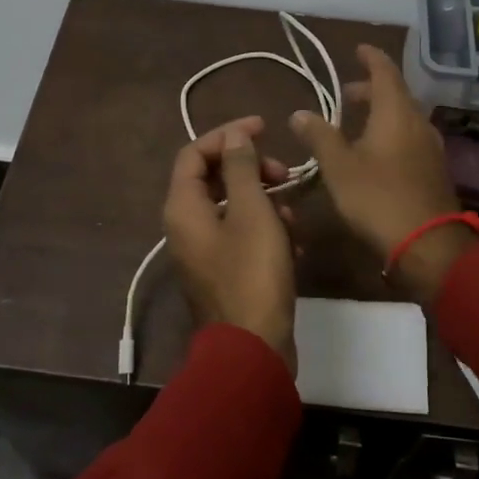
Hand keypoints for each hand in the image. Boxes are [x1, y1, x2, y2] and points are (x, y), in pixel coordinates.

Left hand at [163, 116, 297, 370]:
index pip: (195, 152)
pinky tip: (295, 244)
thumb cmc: (252, 274)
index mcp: (183, 207)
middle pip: (213, 179)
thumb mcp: (252, 212)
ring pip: (233, 208)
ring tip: (294, 215)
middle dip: (252, 170)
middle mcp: (185, 226)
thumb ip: (241, 169)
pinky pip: (241, 236)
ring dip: (265, 202)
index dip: (227, 135)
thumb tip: (235, 136)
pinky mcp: (223, 272)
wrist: (252, 349)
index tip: (263, 129)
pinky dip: (266, 231)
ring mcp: (203, 252)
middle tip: (285, 174)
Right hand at [289, 45, 472, 299]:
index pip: (385, 71)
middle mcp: (418, 122)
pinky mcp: (433, 169)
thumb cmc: (378, 198)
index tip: (357, 49)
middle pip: (396, 94)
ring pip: (404, 117)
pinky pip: (410, 137)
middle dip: (371, 89)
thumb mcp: (339, 167)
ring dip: (381, 113)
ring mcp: (430, 147)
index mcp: (396, 112)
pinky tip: (375, 152)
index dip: (370, 57)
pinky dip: (391, 132)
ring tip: (356, 123)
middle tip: (347, 93)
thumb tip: (300, 113)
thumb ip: (320, 136)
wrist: (428, 244)